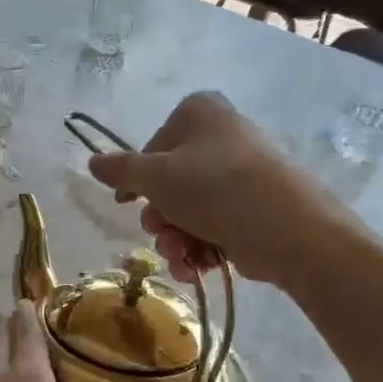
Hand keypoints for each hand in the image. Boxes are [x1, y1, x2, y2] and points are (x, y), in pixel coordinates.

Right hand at [86, 91, 350, 285]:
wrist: (289, 231)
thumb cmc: (214, 189)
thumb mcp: (155, 177)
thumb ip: (120, 170)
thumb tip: (92, 162)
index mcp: (200, 114)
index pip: (154, 144)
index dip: (137, 178)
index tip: (127, 203)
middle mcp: (222, 137)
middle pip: (171, 182)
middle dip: (159, 217)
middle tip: (158, 231)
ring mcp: (242, 175)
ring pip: (189, 210)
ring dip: (174, 239)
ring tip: (179, 255)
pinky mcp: (255, 209)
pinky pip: (213, 226)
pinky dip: (199, 248)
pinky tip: (196, 267)